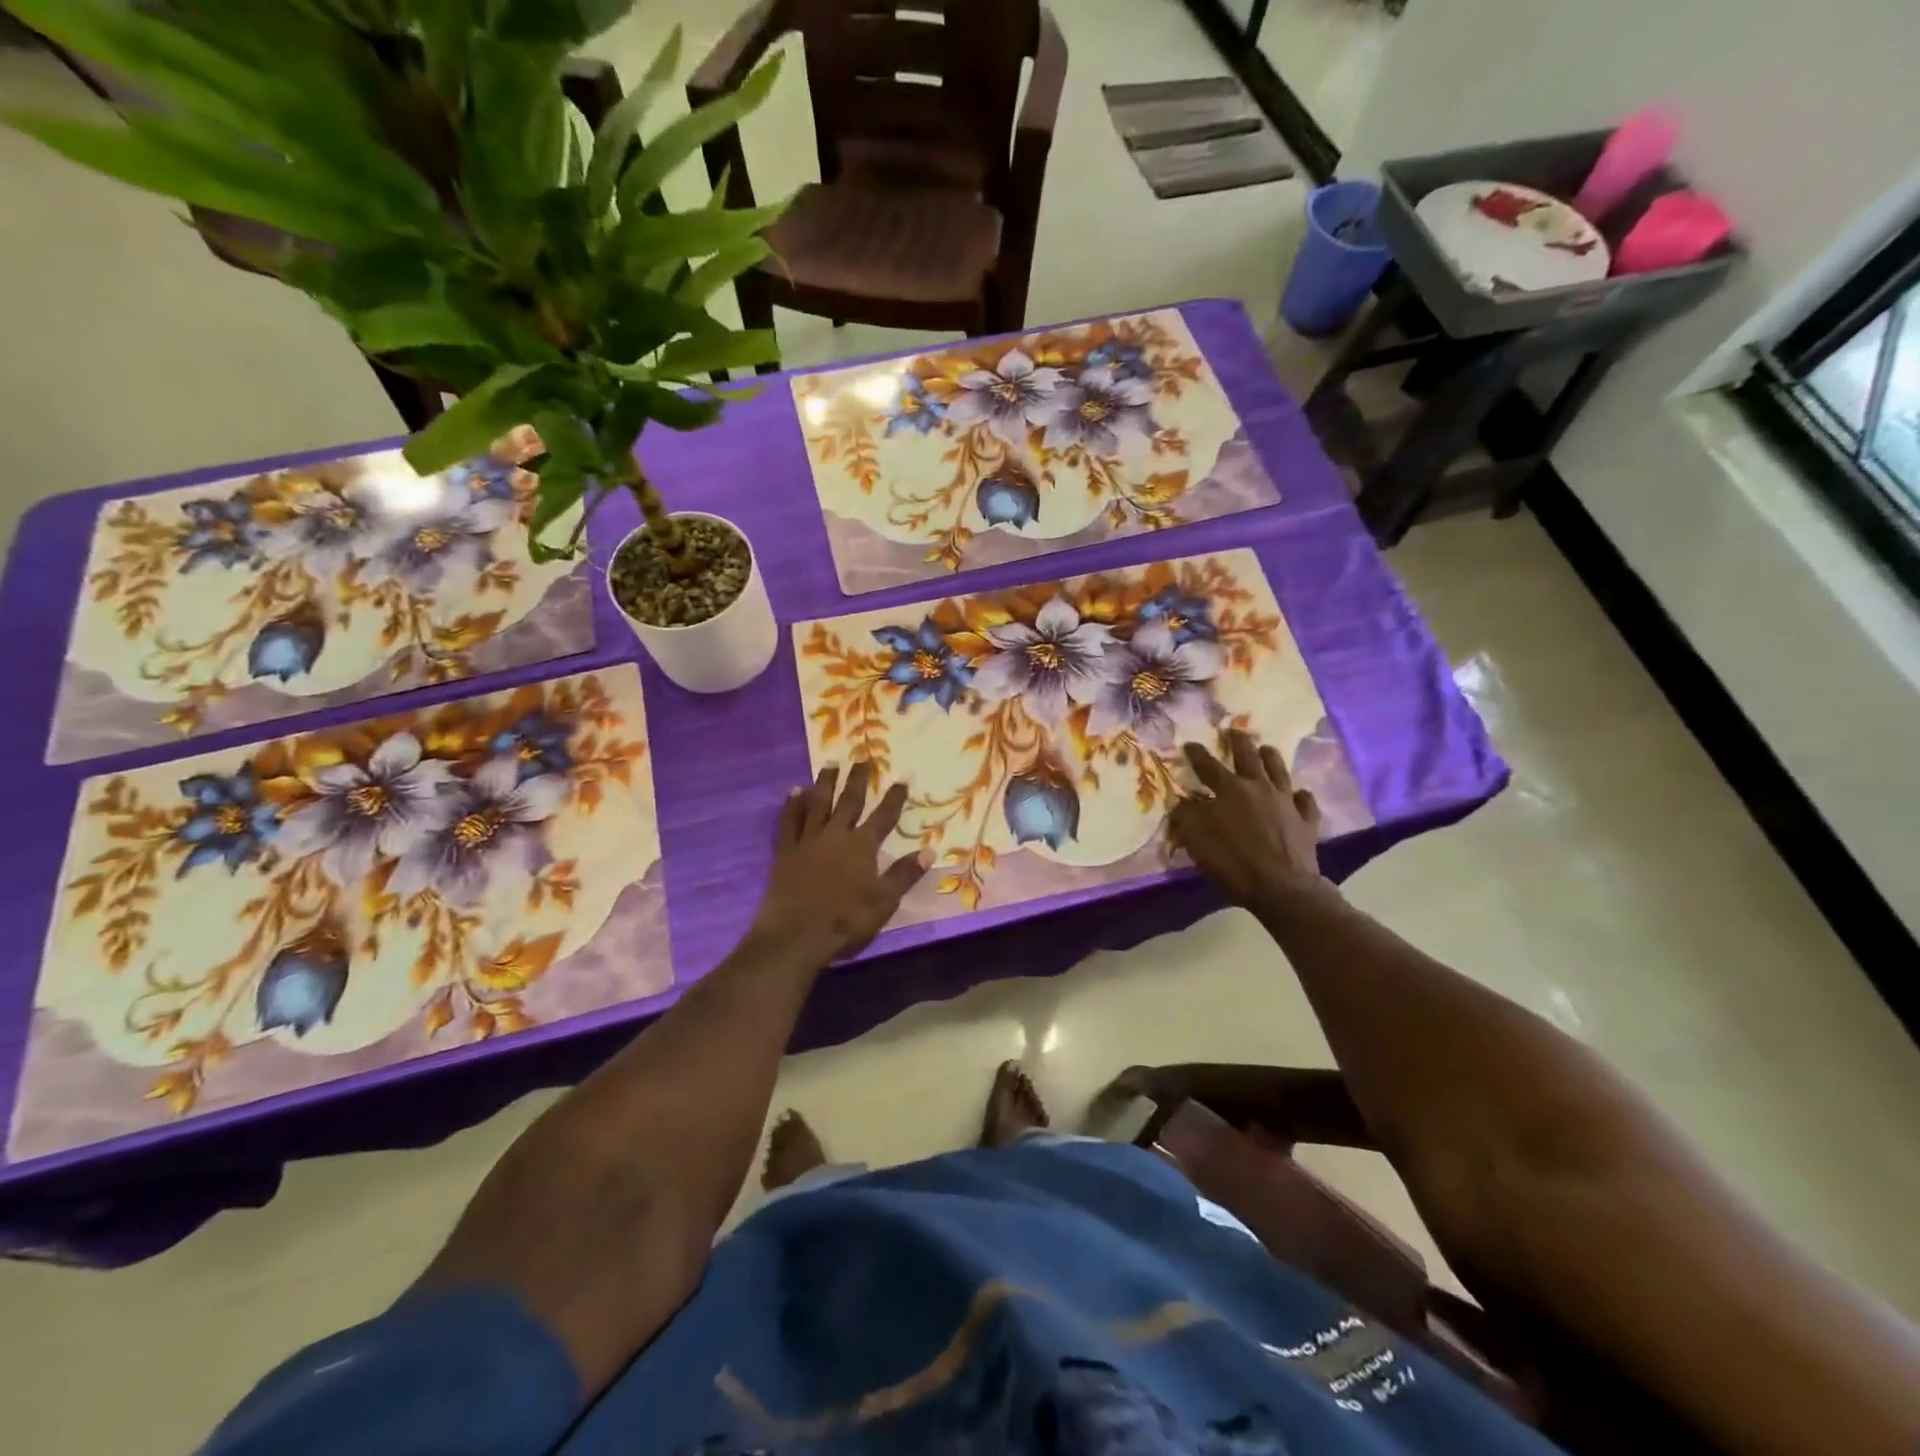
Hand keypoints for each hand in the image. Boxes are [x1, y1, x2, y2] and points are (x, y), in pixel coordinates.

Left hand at [754, 761, 929, 960]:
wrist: (796, 934)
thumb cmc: (846, 919)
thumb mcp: (884, 901)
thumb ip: (904, 874)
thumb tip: (930, 851)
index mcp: (862, 847)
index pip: (883, 817)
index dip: (894, 799)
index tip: (901, 779)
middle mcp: (836, 835)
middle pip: (849, 802)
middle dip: (858, 780)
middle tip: (862, 759)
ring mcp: (808, 841)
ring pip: (818, 804)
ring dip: (825, 784)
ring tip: (830, 764)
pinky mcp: (785, 851)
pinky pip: (789, 821)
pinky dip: (792, 805)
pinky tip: (794, 792)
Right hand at [1168, 730, 1325, 905]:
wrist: (1282, 886)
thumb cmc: (1233, 862)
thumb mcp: (1197, 839)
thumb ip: (1187, 816)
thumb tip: (1182, 802)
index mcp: (1230, 790)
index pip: (1208, 766)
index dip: (1197, 754)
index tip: (1189, 744)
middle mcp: (1259, 788)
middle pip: (1248, 758)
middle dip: (1239, 742)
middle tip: (1235, 730)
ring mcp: (1286, 803)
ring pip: (1279, 771)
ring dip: (1271, 758)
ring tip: (1267, 748)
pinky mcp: (1306, 821)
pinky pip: (1305, 802)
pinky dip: (1300, 795)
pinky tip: (1299, 794)